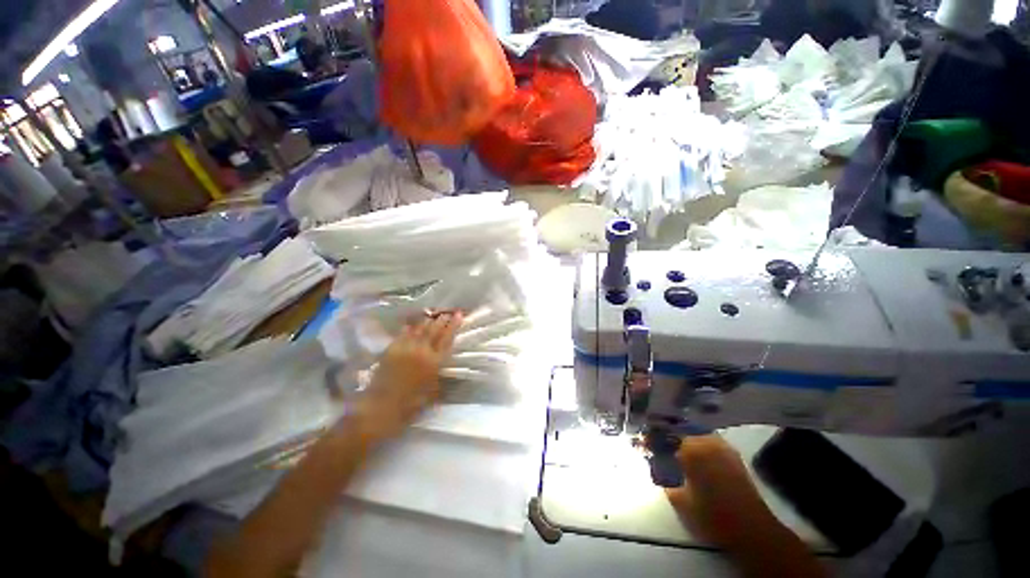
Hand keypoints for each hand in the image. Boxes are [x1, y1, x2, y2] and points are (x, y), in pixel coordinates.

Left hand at [353, 312, 463, 440]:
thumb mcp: (433, 392)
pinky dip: (409, 328)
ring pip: (419, 329)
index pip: (447, 338)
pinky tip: (411, 325)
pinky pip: (403, 334)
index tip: (459, 314)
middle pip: (433, 329)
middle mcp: (421, 350)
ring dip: (427, 321)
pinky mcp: (391, 350)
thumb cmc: (410, 404)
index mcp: (434, 361)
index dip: (453, 325)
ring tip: (433, 315)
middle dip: (442, 319)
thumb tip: (443, 366)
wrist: (380, 408)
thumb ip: (440, 376)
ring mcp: (405, 348)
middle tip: (448, 312)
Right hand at [665, 434, 778, 548]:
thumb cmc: (712, 516)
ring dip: (686, 437)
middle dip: (670, 435)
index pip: (666, 435)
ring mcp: (724, 448)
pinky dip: (701, 444)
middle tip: (662, 444)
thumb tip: (657, 468)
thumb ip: (666, 481)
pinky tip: (698, 456)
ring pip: (698, 434)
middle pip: (683, 430)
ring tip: (678, 448)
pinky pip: (712, 442)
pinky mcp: (734, 456)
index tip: (646, 440)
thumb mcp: (680, 502)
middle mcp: (708, 442)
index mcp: (692, 450)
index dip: (654, 437)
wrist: (752, 530)